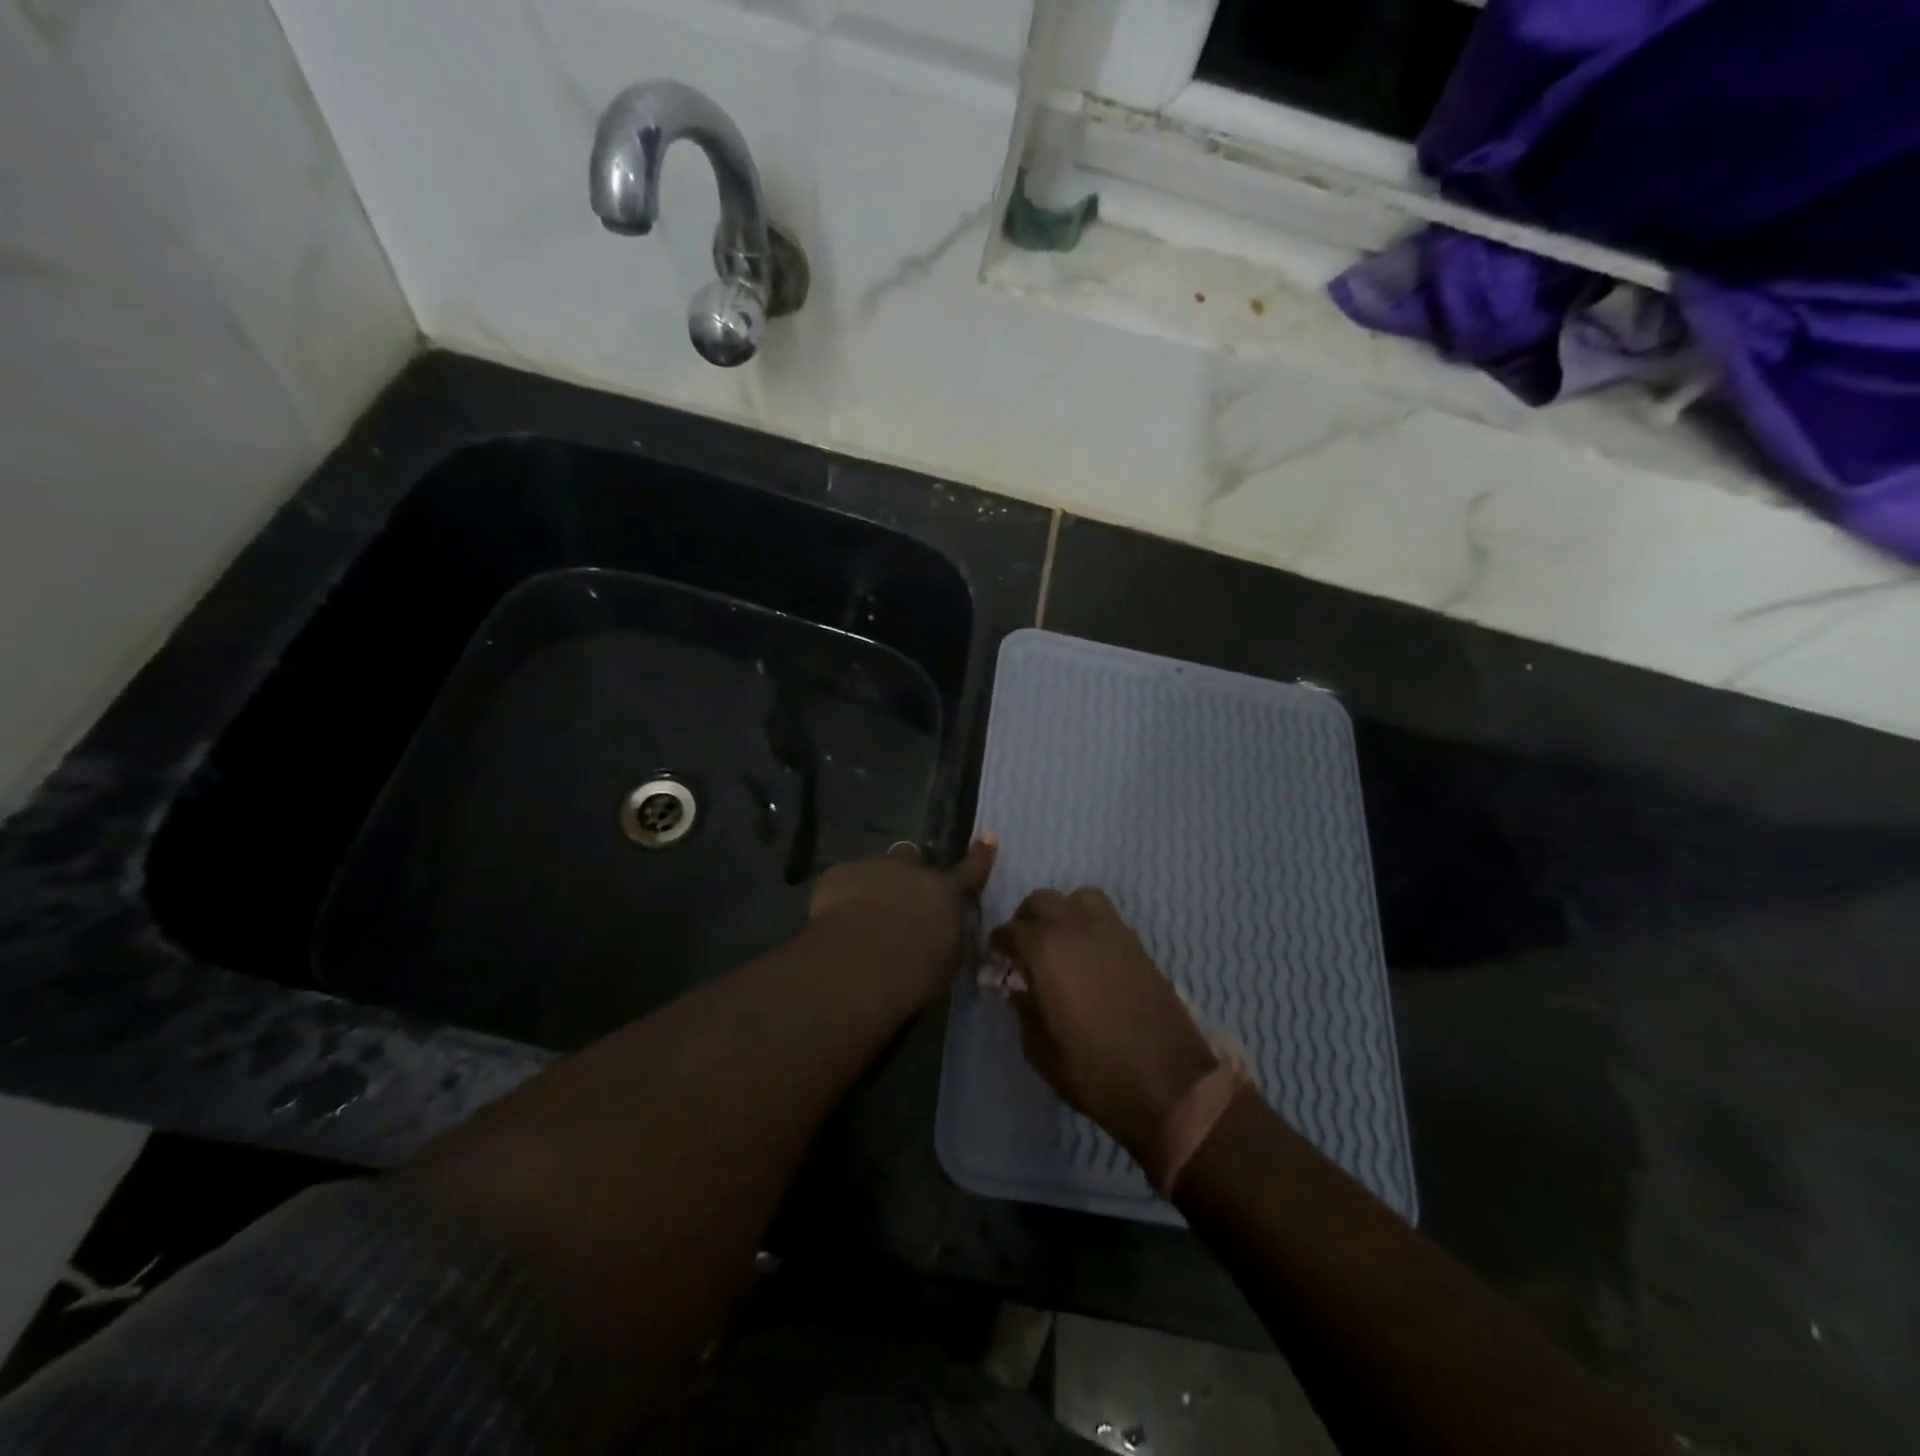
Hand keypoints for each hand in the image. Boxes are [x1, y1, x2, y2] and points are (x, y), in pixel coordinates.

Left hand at [810, 835, 996, 1000]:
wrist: (863, 960)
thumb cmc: (917, 969)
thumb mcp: (947, 960)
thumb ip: (947, 938)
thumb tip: (943, 933)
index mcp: (945, 892)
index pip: (970, 871)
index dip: (980, 855)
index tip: (988, 837)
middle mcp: (911, 871)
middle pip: (911, 857)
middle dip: (906, 871)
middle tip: (898, 896)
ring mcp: (873, 867)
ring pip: (874, 869)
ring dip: (872, 886)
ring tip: (860, 917)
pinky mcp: (838, 874)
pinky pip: (842, 881)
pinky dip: (840, 897)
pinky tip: (835, 922)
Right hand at [989, 888, 1217, 1160]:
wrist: (1168, 1083)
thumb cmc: (1096, 1072)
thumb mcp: (1041, 1051)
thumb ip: (1024, 1011)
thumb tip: (1019, 989)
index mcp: (1045, 951)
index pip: (1010, 931)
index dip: (998, 945)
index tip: (997, 962)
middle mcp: (1075, 928)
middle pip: (1041, 901)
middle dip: (1026, 920)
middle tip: (1024, 949)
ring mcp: (1110, 930)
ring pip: (1077, 898)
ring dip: (1062, 912)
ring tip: (1059, 942)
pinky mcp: (1136, 942)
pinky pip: (1105, 915)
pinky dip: (1089, 922)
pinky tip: (1088, 954)